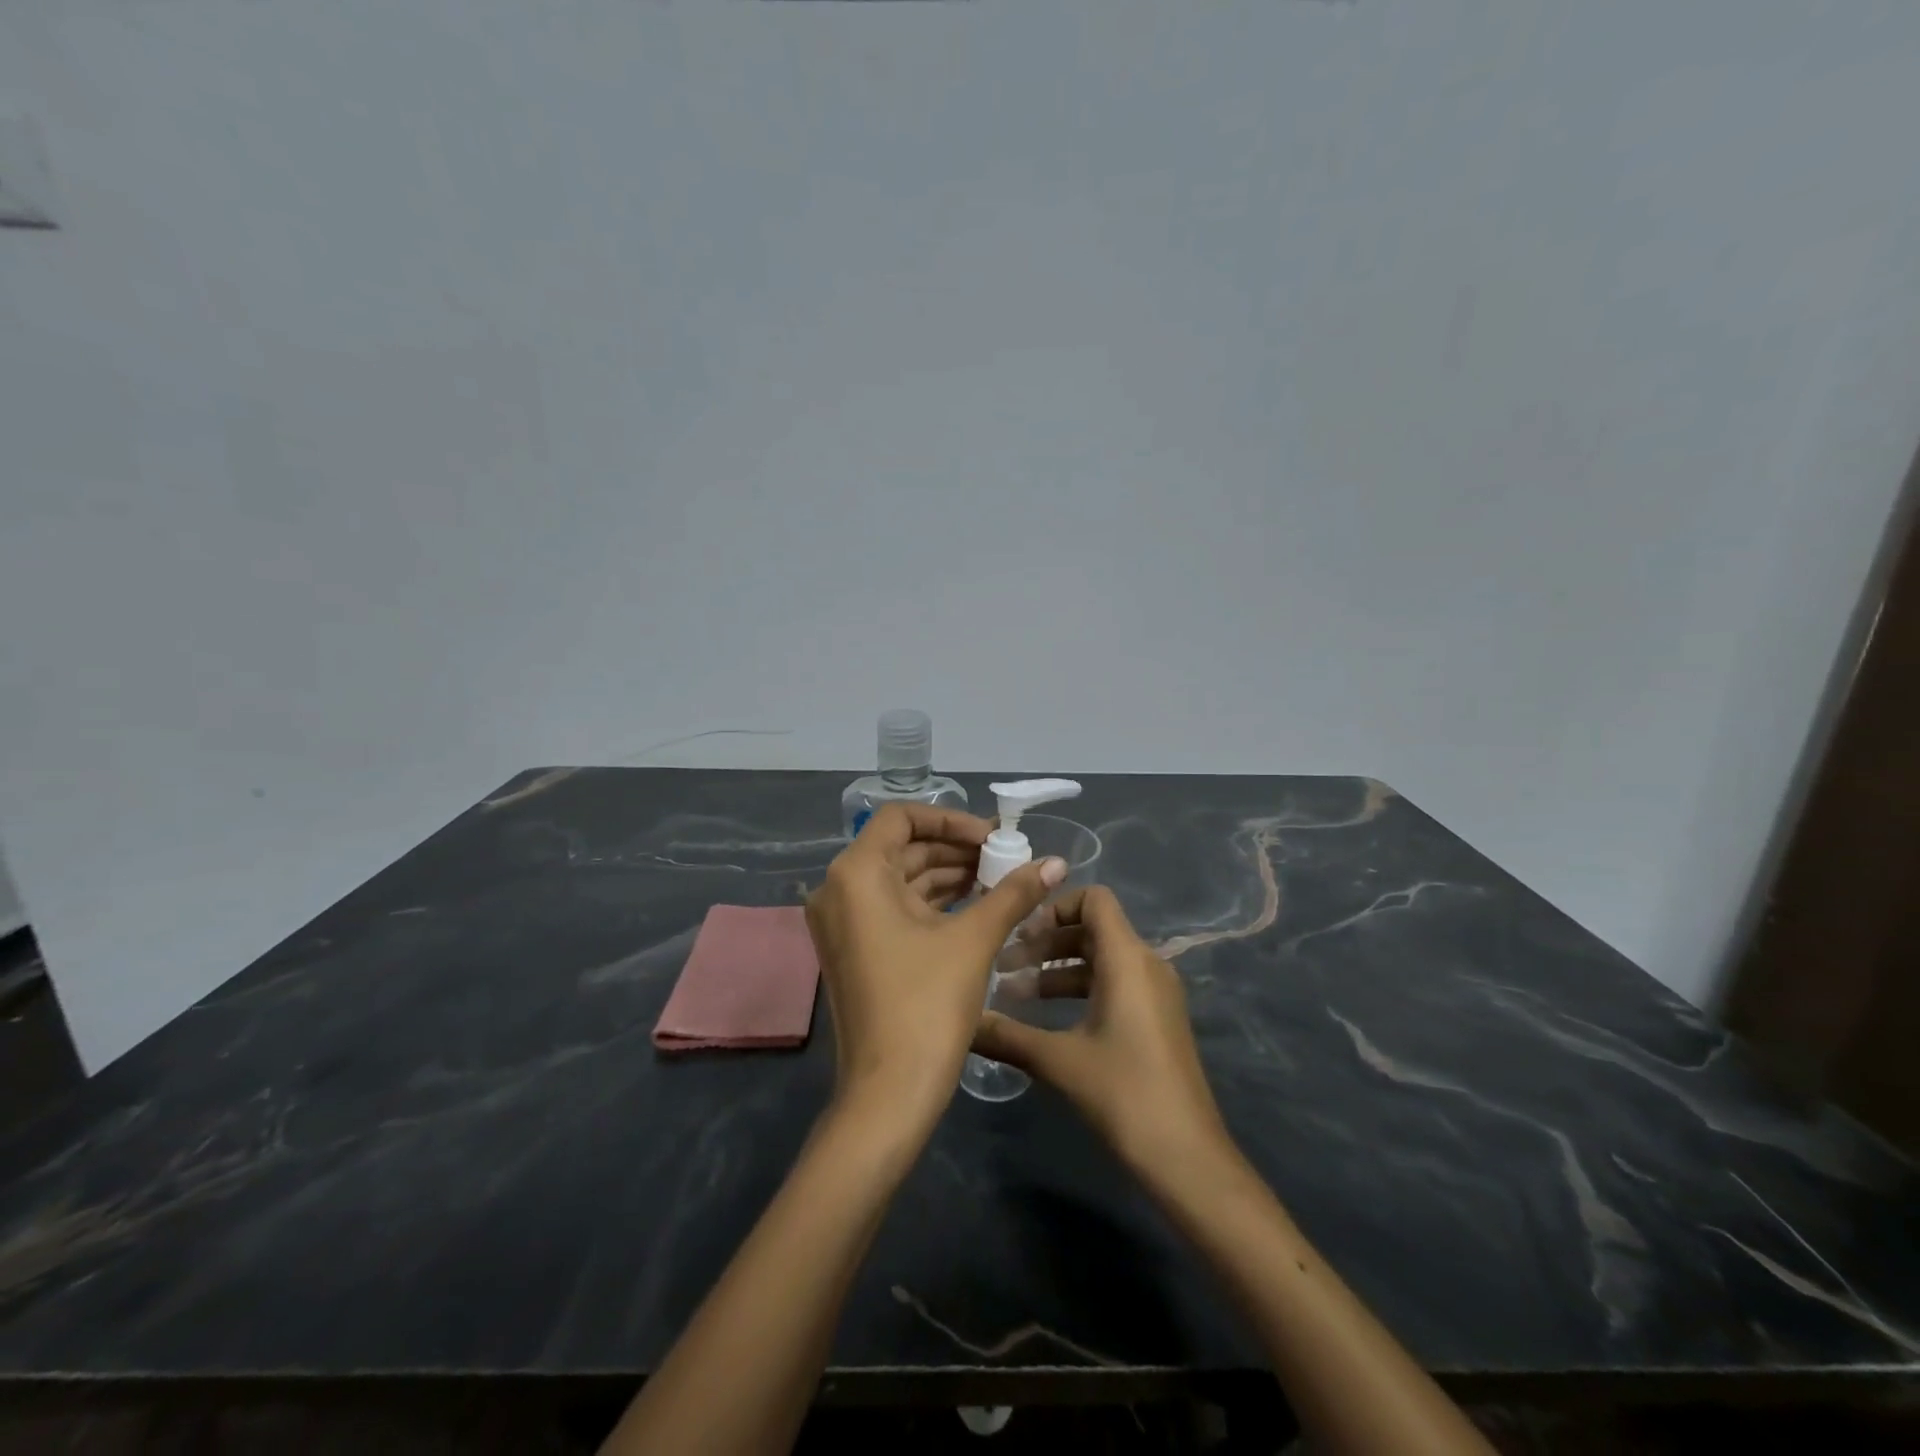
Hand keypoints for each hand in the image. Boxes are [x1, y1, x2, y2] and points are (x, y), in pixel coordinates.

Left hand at [806, 803, 1066, 1127]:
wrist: (888, 1094)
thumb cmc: (927, 1005)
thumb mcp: (974, 940)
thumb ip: (1014, 893)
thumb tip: (1056, 861)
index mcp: (856, 874)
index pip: (902, 818)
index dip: (950, 820)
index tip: (991, 837)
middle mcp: (838, 890)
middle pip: (902, 848)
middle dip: (956, 850)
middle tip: (1005, 859)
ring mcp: (842, 922)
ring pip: (900, 880)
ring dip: (948, 877)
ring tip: (999, 881)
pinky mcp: (853, 949)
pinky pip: (894, 908)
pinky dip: (932, 903)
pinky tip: (976, 907)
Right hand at [972, 886, 1229, 1173]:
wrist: (1186, 1155)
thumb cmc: (1124, 1093)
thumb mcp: (1059, 1060)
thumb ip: (1007, 1035)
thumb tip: (963, 1020)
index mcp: (1127, 958)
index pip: (1094, 899)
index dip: (1055, 907)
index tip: (1020, 935)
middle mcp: (1146, 964)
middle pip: (1092, 929)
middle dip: (1046, 943)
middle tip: (1004, 967)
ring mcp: (1155, 992)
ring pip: (1101, 959)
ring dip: (1058, 969)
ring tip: (1014, 994)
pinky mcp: (1156, 1018)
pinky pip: (1115, 983)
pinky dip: (1080, 989)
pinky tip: (1047, 1019)